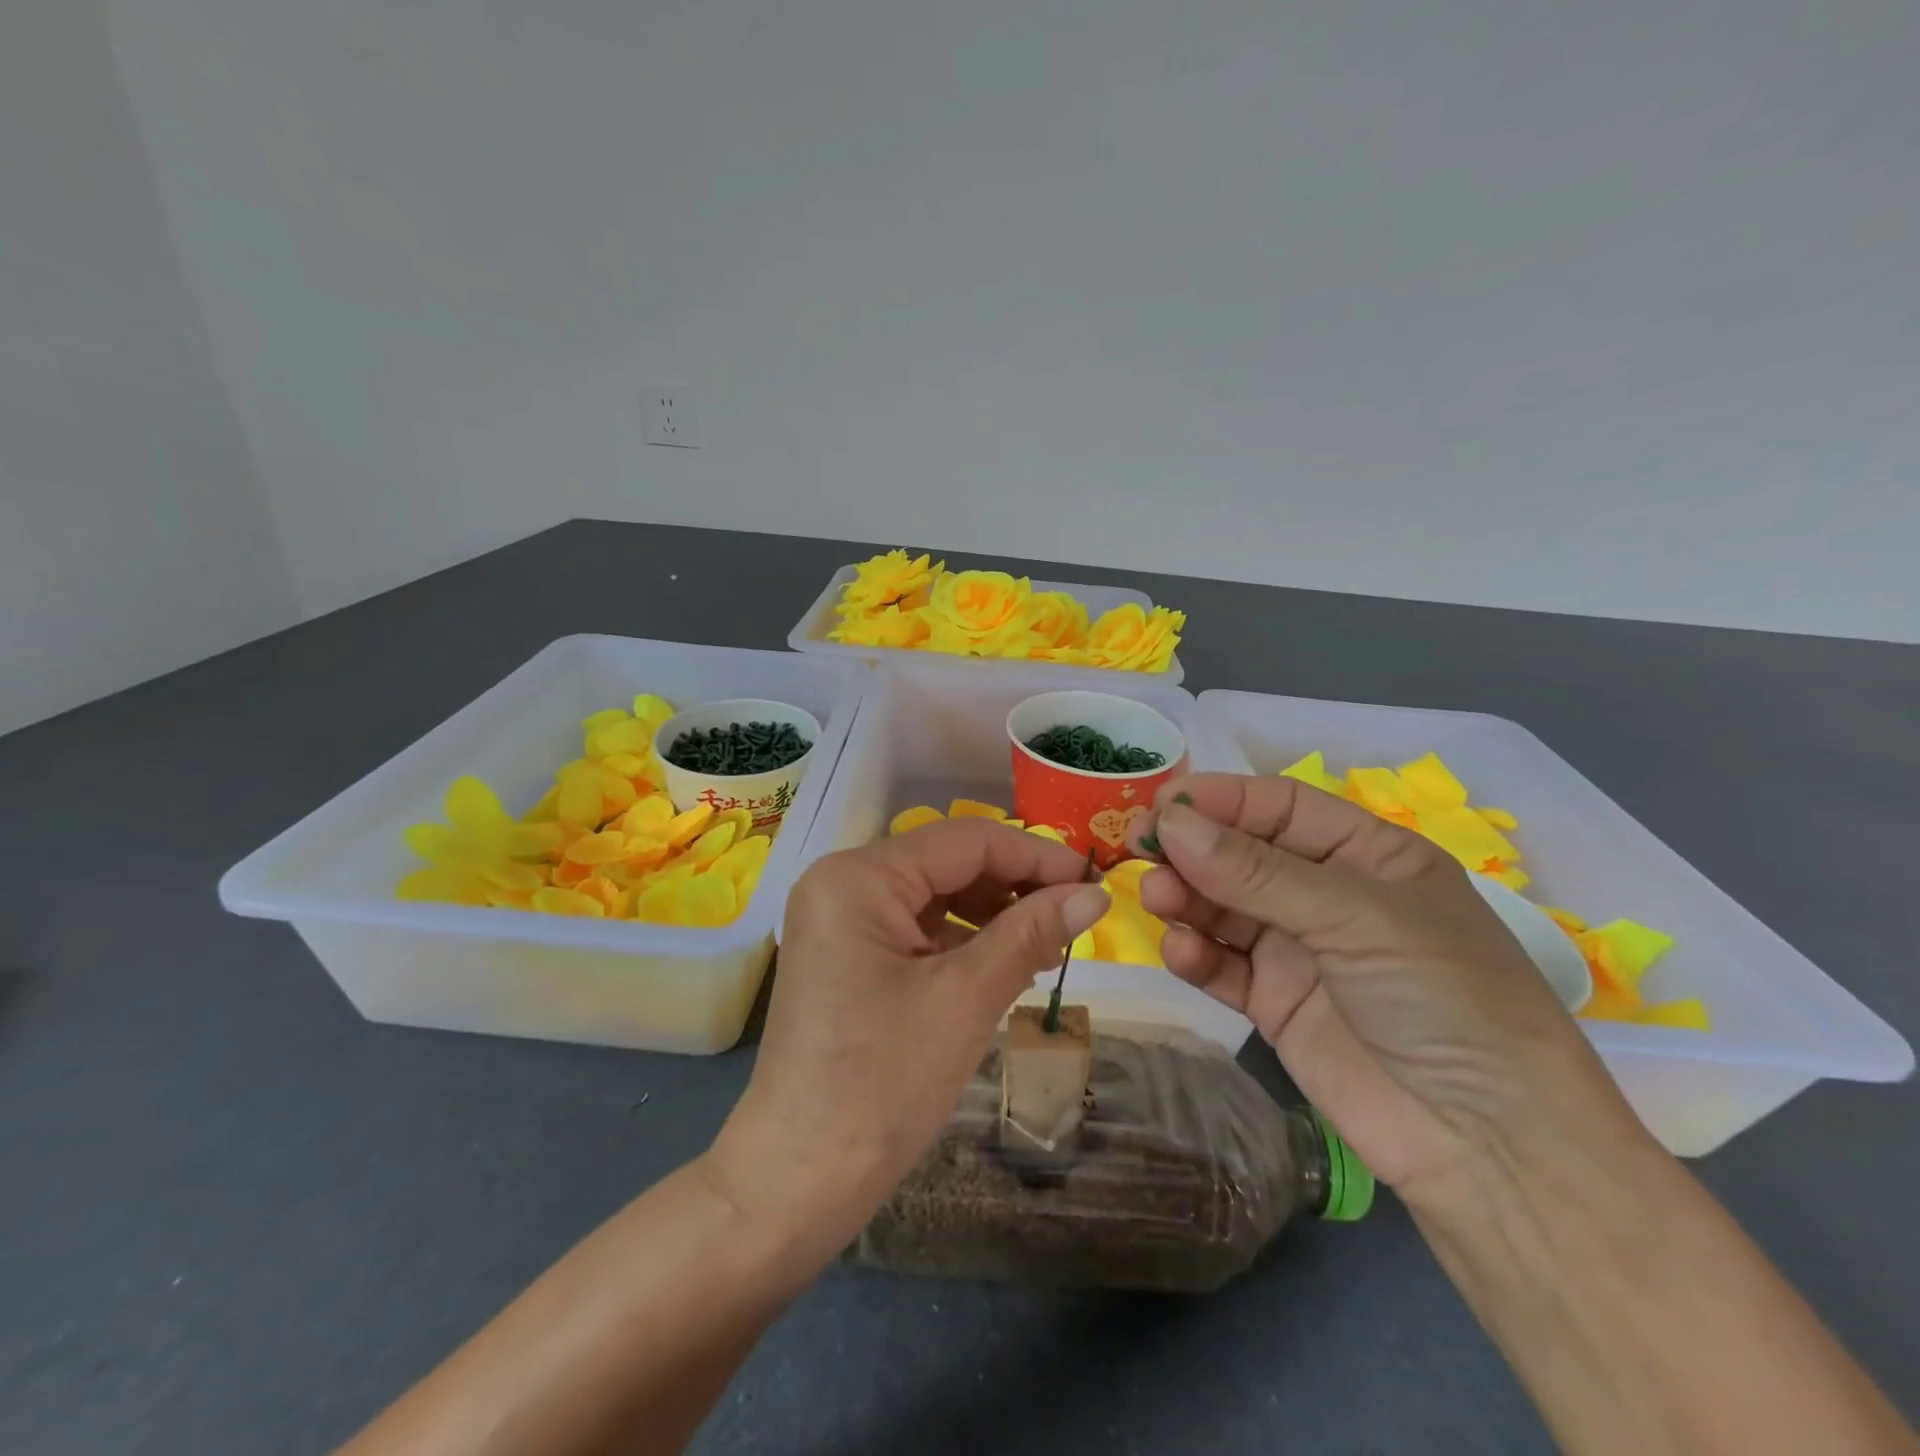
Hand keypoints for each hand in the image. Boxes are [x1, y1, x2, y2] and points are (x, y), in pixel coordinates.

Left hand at [703, 819, 1109, 1259]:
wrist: (798, 1179)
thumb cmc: (883, 1084)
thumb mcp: (966, 999)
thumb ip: (1031, 934)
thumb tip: (1095, 895)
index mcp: (859, 876)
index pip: (965, 840)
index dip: (1035, 854)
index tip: (1093, 881)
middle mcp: (843, 881)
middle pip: (947, 861)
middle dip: (1014, 883)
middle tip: (1077, 913)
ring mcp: (840, 917)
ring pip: (935, 893)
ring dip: (993, 911)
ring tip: (1049, 940)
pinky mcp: (847, 952)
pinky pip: (916, 926)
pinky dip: (963, 937)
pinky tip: (1005, 959)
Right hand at [1129, 775, 1639, 1209]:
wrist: (1488, 1147)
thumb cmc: (1443, 998)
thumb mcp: (1357, 917)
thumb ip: (1256, 872)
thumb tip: (1169, 823)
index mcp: (1366, 855)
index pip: (1279, 807)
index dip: (1220, 799)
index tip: (1161, 803)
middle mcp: (1327, 895)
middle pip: (1241, 854)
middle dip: (1191, 848)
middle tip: (1139, 848)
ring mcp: (1298, 950)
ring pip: (1222, 906)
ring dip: (1186, 897)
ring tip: (1158, 899)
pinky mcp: (1273, 1003)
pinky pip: (1221, 965)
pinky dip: (1195, 954)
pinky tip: (1181, 953)